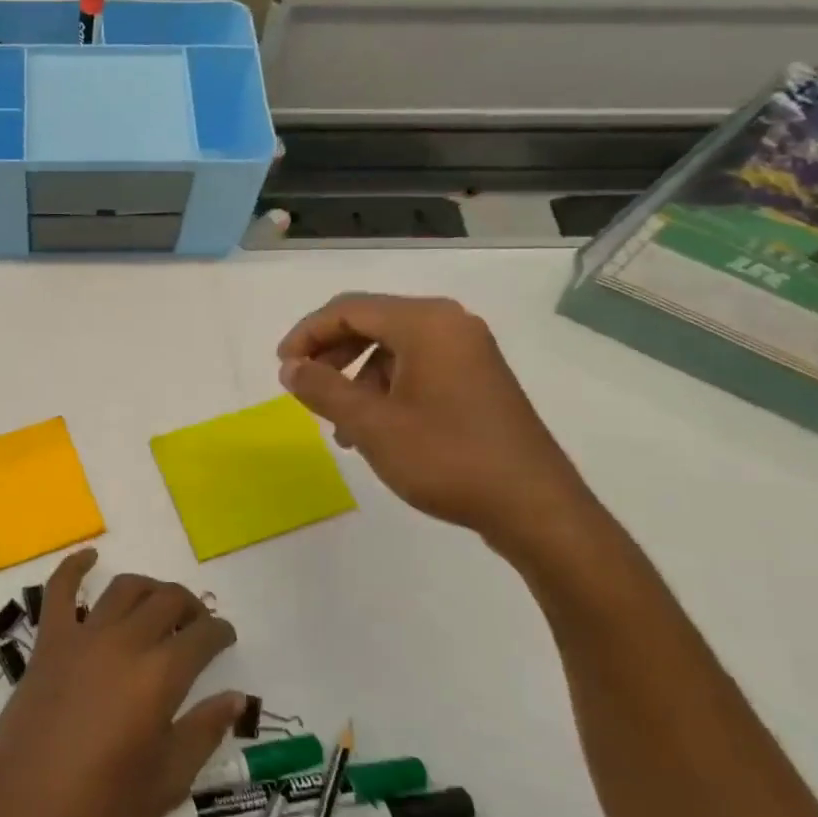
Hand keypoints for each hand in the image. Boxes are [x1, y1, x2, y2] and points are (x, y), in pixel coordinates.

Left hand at [0, 548, 242, 816]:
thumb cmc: (101, 811)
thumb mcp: (166, 783)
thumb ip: (202, 732)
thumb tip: (234, 697)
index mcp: (159, 678)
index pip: (201, 637)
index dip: (220, 632)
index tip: (226, 636)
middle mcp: (123, 644)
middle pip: (166, 601)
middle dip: (190, 605)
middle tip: (198, 623)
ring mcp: (81, 638)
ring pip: (124, 589)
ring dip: (149, 587)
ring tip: (160, 601)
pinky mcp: (48, 643)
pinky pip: (60, 591)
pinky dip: (75, 567)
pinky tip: (90, 557)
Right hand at [277, 293, 591, 543]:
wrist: (534, 507)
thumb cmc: (447, 458)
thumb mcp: (371, 424)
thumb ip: (323, 389)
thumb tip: (290, 367)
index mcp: (425, 323)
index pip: (348, 309)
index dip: (307, 334)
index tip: (283, 369)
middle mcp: (449, 325)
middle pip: (370, 322)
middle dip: (330, 353)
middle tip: (303, 388)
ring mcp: (467, 351)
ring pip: (390, 348)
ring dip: (354, 376)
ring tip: (337, 421)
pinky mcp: (476, 378)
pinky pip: (415, 367)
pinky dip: (383, 388)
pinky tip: (372, 429)